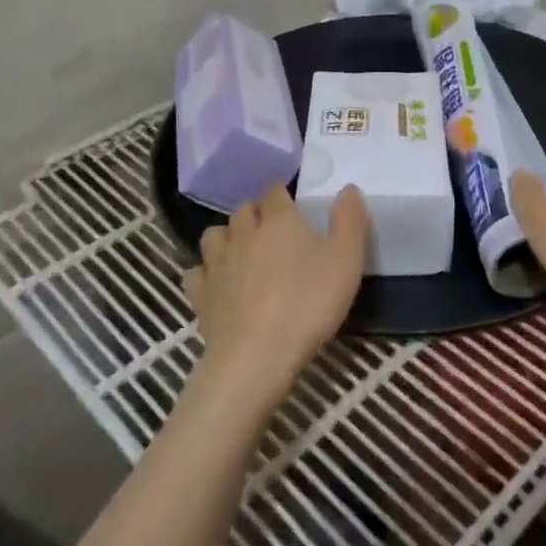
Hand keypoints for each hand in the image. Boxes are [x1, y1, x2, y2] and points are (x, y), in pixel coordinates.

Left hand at [183, 185, 370, 416]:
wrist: (257, 356)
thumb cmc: (308, 304)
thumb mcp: (346, 260)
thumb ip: (349, 220)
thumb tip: (348, 188)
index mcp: (279, 220)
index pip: (276, 191)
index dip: (284, 194)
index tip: (294, 204)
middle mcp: (243, 233)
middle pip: (244, 209)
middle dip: (256, 213)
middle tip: (273, 230)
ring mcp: (217, 263)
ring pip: (215, 235)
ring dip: (228, 236)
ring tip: (242, 251)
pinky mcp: (200, 293)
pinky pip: (196, 271)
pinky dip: (206, 272)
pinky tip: (218, 283)